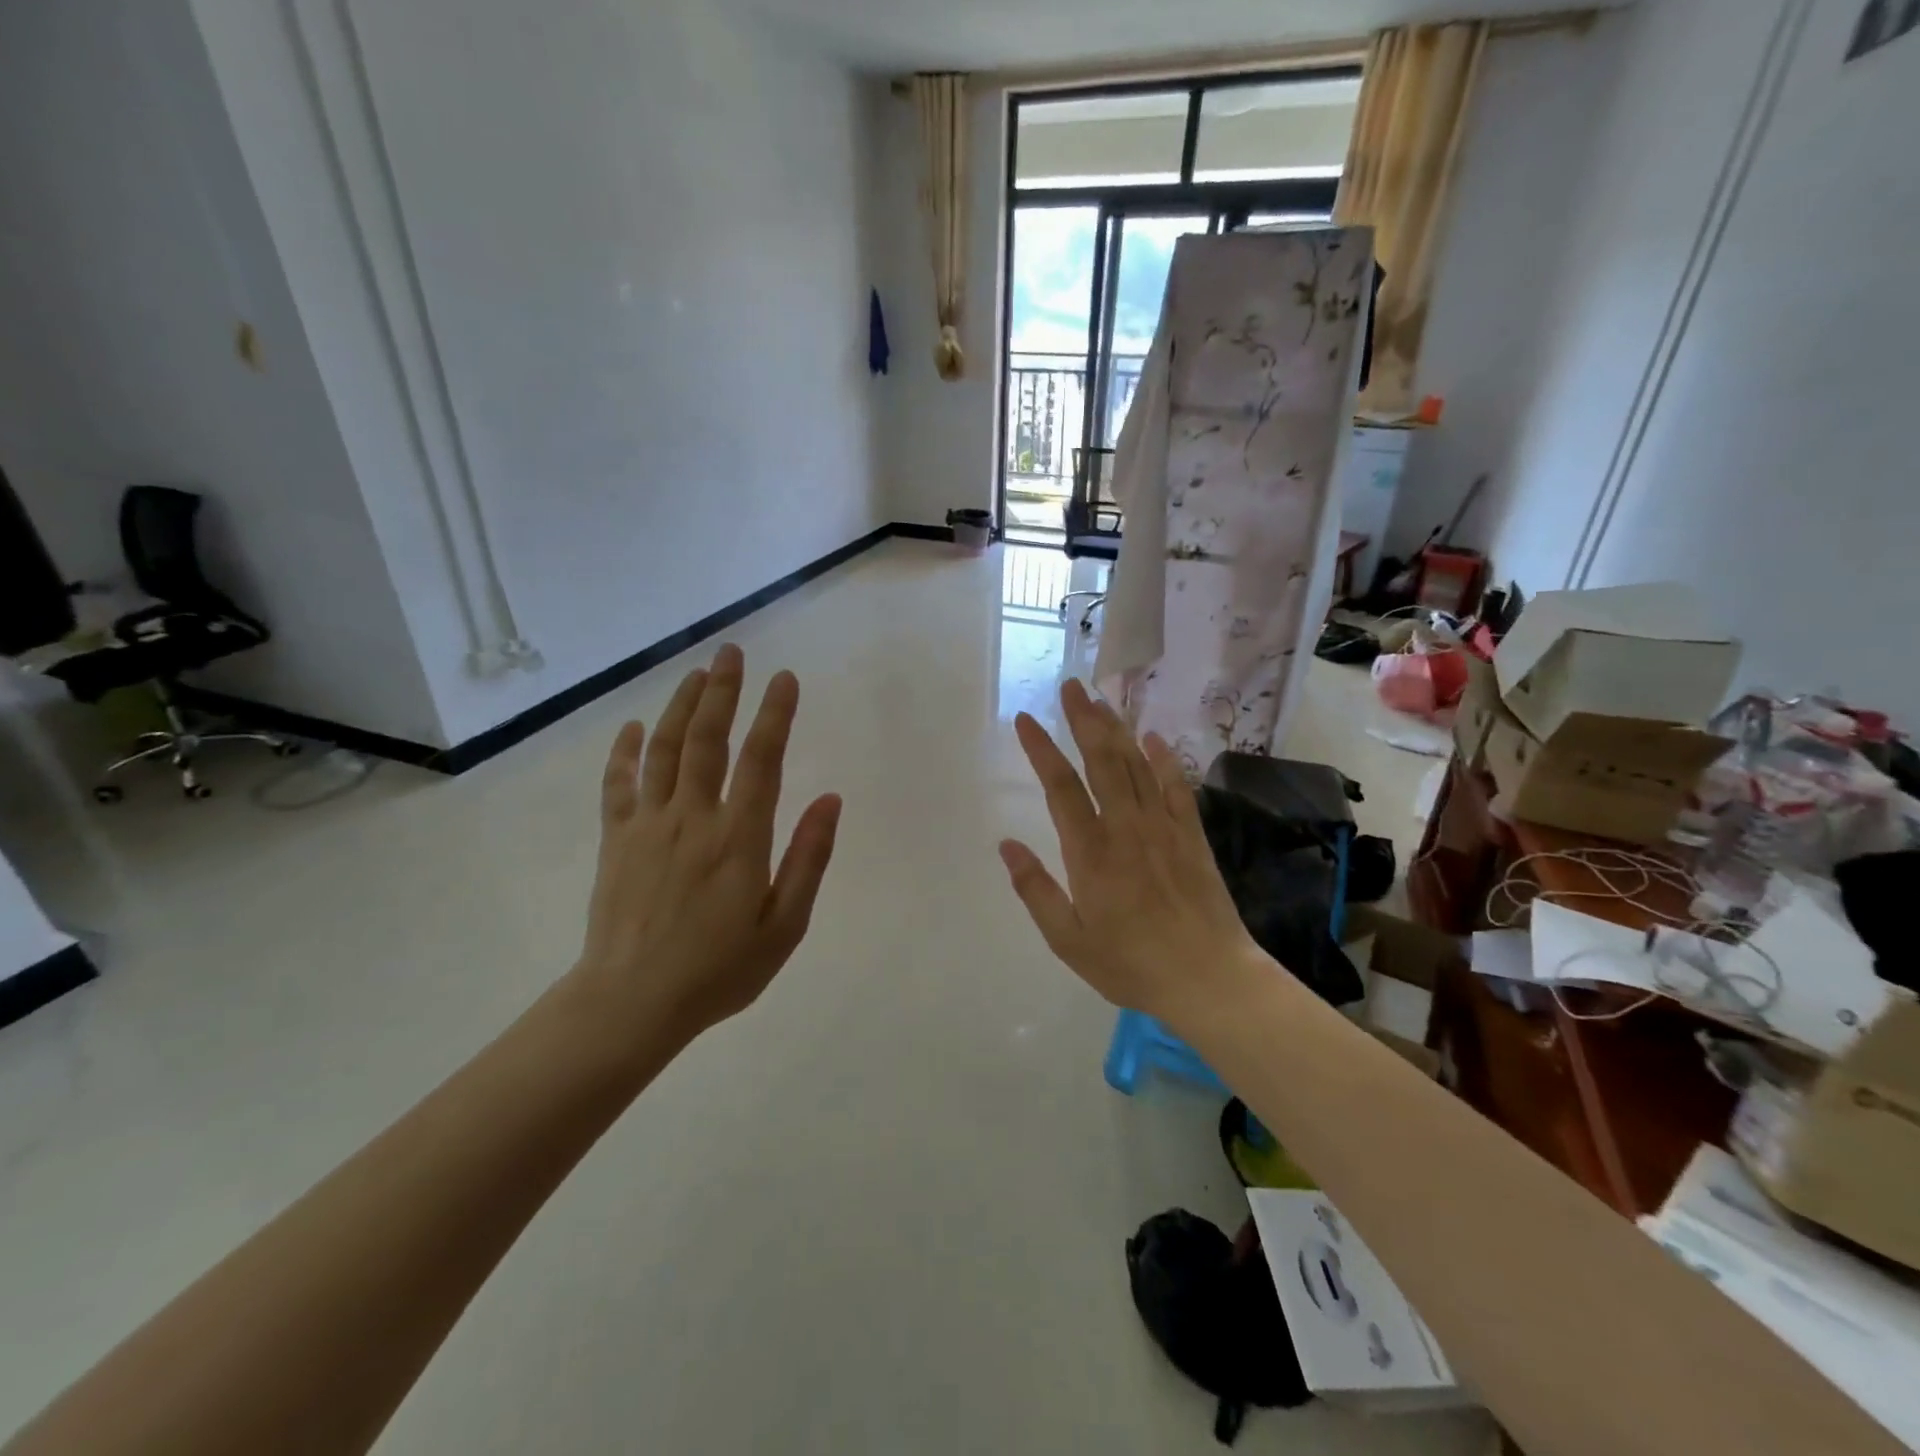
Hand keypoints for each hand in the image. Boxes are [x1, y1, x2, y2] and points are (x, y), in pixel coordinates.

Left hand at [575, 643, 841, 1042]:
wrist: (631, 1003)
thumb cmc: (719, 970)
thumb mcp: (784, 926)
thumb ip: (809, 858)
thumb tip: (830, 799)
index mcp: (739, 838)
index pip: (762, 760)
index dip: (775, 715)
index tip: (785, 679)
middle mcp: (693, 818)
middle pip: (707, 739)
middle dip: (722, 691)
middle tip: (731, 651)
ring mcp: (648, 825)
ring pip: (665, 750)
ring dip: (680, 706)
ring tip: (695, 673)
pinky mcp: (617, 840)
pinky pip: (619, 784)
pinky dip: (626, 751)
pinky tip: (634, 726)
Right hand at [999, 679, 1268, 1026]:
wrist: (1209, 978)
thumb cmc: (1130, 963)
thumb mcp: (1069, 940)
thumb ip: (1035, 890)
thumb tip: (1007, 845)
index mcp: (1090, 852)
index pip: (1060, 787)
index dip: (1041, 749)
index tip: (1024, 719)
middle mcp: (1126, 827)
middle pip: (1101, 760)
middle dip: (1083, 719)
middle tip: (1070, 686)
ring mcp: (1164, 827)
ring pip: (1137, 765)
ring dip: (1117, 729)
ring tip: (1101, 700)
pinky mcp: (1192, 835)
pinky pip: (1177, 786)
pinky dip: (1165, 758)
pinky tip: (1154, 737)